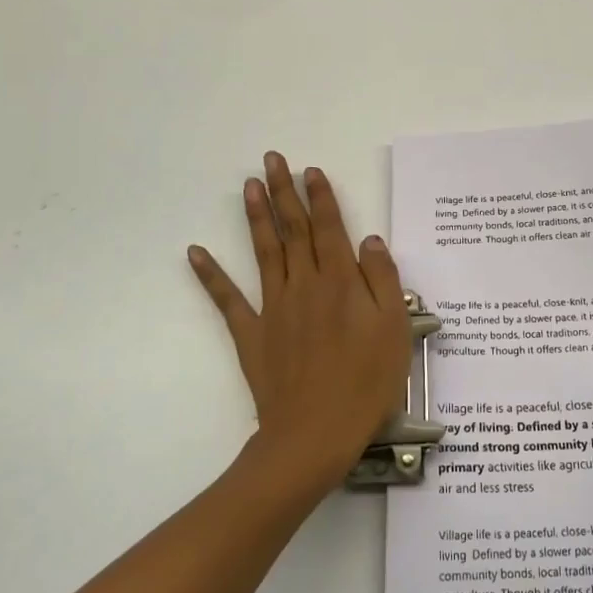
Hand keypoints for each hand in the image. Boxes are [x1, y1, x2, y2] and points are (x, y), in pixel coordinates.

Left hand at [188, 153, 410, 482]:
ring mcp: (274, 308)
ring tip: (248, 186)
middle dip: (284, 192)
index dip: (320, 197)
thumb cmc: (367, 382)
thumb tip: (369, 241)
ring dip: (256, 217)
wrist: (317, 432)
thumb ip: (384, 280)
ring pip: (264, 252)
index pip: (330, 228)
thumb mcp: (396, 329)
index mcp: (341, 282)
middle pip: (294, 230)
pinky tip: (197, 252)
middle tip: (272, 160)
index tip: (310, 170)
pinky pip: (228, 299)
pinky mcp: (252, 334)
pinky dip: (211, 275)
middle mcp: (304, 284)